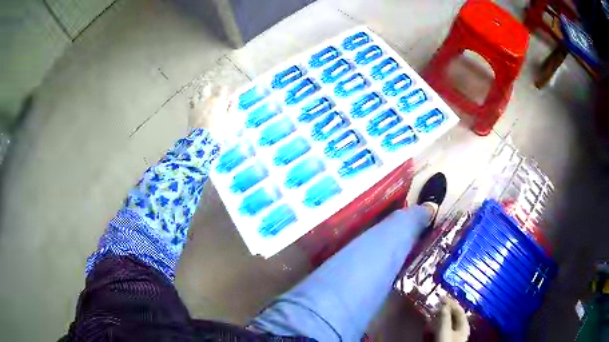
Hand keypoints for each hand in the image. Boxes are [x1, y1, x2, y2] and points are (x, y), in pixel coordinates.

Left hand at [188, 85, 232, 133]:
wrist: (204, 139)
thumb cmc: (220, 129)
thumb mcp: (230, 119)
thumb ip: (232, 107)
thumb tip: (234, 98)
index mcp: (218, 100)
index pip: (221, 89)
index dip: (223, 89)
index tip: (223, 91)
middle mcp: (207, 99)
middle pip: (206, 88)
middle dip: (209, 89)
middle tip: (210, 92)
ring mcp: (197, 104)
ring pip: (197, 94)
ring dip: (199, 95)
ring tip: (201, 98)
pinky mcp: (190, 111)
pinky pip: (189, 102)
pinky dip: (192, 102)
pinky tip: (194, 104)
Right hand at [435, 297, 469, 341]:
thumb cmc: (447, 341)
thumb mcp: (445, 330)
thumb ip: (445, 318)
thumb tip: (444, 306)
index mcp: (464, 325)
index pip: (459, 310)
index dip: (451, 303)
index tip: (442, 297)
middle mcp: (461, 328)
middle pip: (453, 315)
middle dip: (444, 309)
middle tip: (436, 305)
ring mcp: (455, 333)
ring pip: (448, 321)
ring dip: (440, 316)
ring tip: (432, 312)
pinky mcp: (448, 337)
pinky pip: (443, 327)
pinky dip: (437, 323)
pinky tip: (431, 321)